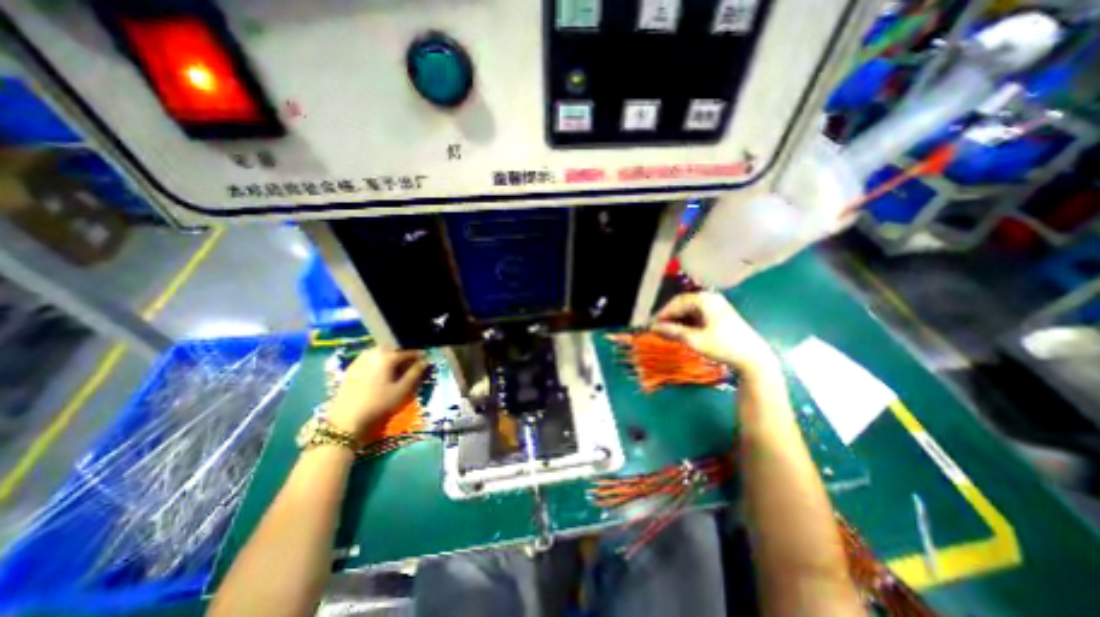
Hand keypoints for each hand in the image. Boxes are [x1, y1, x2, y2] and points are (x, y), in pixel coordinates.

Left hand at [323, 347, 426, 438]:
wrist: (346, 420)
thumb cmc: (379, 404)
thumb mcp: (402, 389)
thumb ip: (415, 373)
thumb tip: (425, 361)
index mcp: (387, 356)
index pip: (408, 352)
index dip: (419, 355)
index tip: (426, 359)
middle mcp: (373, 353)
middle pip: (393, 349)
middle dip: (403, 355)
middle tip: (410, 364)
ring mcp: (360, 359)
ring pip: (380, 352)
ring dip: (390, 357)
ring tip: (396, 368)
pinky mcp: (351, 368)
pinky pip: (369, 358)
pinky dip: (378, 361)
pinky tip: (380, 372)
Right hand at [651, 292, 780, 378]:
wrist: (754, 358)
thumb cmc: (723, 346)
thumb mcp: (695, 340)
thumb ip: (673, 332)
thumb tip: (653, 328)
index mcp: (704, 299)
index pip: (676, 302)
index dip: (662, 314)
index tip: (651, 325)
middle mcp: (710, 298)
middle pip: (682, 304)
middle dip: (669, 317)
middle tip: (657, 329)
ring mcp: (717, 306)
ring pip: (689, 310)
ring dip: (677, 320)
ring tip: (667, 332)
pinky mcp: (720, 315)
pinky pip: (697, 315)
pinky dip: (687, 323)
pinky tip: (681, 332)